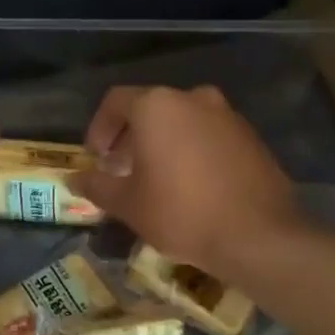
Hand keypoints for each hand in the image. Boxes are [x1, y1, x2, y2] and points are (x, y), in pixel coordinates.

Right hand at [69, 85, 296, 275]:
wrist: (258, 236)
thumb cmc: (181, 212)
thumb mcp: (128, 204)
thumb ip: (98, 186)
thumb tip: (76, 180)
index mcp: (157, 106)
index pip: (116, 101)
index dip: (99, 127)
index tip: (98, 158)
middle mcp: (193, 99)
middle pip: (151, 109)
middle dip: (131, 137)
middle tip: (122, 170)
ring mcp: (226, 115)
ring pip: (182, 121)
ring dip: (163, 143)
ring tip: (156, 180)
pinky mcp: (250, 137)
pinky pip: (209, 135)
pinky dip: (192, 151)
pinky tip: (190, 186)